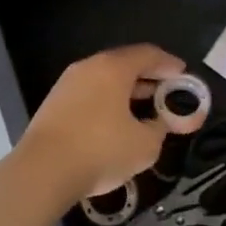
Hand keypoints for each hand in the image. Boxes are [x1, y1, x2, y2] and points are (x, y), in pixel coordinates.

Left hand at [19, 44, 185, 205]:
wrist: (43, 171)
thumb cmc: (100, 150)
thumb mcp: (144, 144)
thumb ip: (160, 128)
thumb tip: (160, 122)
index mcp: (113, 68)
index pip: (147, 54)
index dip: (169, 63)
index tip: (183, 74)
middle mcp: (89, 66)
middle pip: (125, 63)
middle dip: (148, 76)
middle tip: (166, 91)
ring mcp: (68, 83)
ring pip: (105, 78)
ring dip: (126, 89)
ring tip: (143, 107)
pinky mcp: (54, 103)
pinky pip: (90, 93)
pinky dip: (108, 100)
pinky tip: (115, 120)